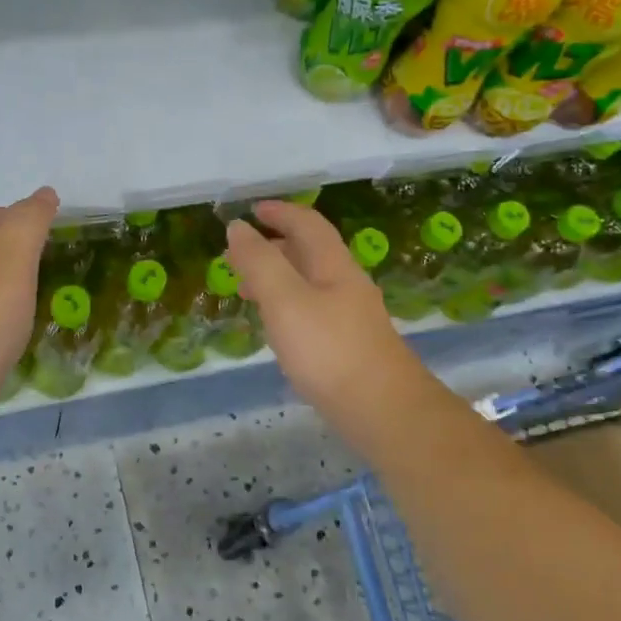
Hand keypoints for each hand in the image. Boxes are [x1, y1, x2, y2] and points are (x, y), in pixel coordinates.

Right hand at [225, 200, 439, 456]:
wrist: (383, 410)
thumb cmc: (329, 351)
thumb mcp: (286, 301)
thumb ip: (259, 263)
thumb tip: (237, 227)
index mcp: (334, 266)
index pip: (308, 224)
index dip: (280, 212)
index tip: (252, 210)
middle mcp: (346, 285)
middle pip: (311, 253)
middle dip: (275, 246)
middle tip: (240, 253)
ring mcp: (351, 317)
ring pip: (310, 284)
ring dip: (279, 277)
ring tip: (247, 290)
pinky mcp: (349, 346)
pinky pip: (312, 310)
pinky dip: (287, 306)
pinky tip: (277, 328)